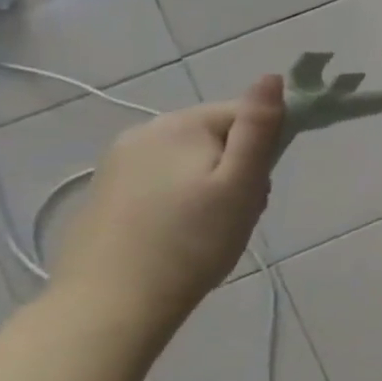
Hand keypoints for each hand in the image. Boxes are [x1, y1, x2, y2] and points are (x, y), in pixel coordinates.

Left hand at [48, 74, 286, 326]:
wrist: (111, 304)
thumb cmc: (192, 241)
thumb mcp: (242, 183)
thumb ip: (259, 128)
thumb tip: (273, 76)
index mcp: (180, 125)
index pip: (246, 114)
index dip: (266, 147)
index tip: (260, 186)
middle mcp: (143, 132)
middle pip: (220, 136)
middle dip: (239, 167)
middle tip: (240, 210)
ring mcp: (118, 161)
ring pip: (194, 159)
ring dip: (214, 184)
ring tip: (213, 224)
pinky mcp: (107, 190)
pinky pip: (165, 178)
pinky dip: (184, 198)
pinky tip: (182, 230)